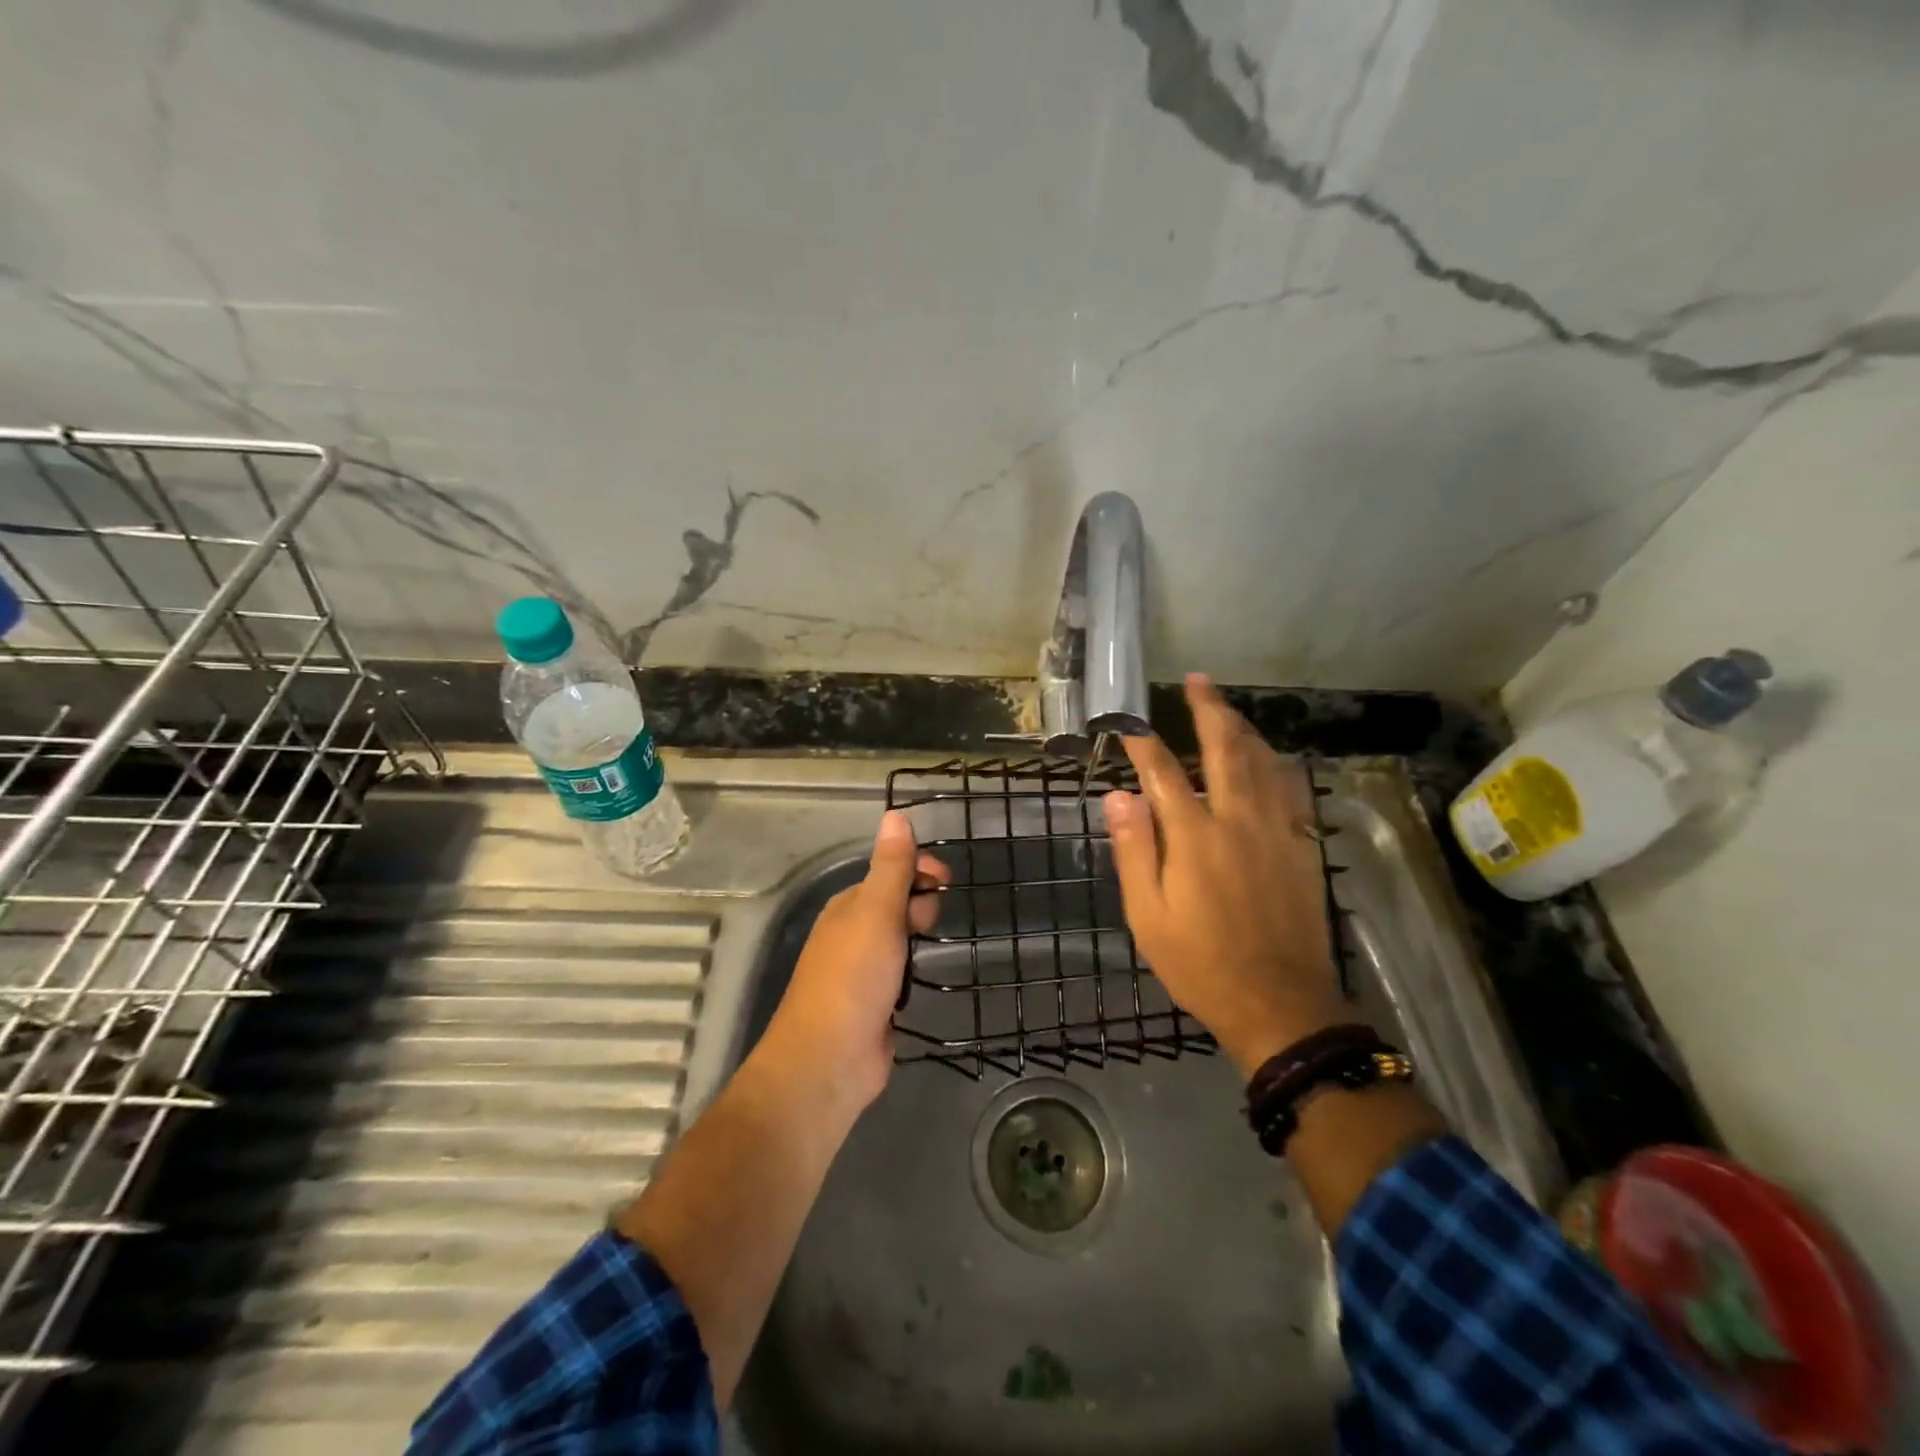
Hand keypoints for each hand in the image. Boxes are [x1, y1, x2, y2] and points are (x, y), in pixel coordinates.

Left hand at [758, 811, 949, 1110]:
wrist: (828, 1061)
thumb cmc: (853, 978)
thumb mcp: (875, 912)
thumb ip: (890, 867)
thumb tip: (895, 813)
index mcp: (848, 906)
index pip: (888, 872)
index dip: (918, 870)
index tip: (947, 880)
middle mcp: (851, 933)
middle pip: (896, 904)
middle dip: (920, 906)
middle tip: (926, 927)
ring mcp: (861, 971)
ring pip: (900, 940)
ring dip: (919, 940)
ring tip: (930, 952)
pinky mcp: (874, 1004)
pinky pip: (901, 974)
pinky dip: (914, 972)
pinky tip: (923, 980)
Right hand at [1104, 674, 1346, 1075]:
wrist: (1278, 1003)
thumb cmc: (1200, 962)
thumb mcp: (1148, 914)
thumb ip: (1134, 850)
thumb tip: (1118, 796)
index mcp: (1193, 837)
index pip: (1162, 773)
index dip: (1142, 744)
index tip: (1128, 724)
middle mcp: (1237, 820)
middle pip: (1224, 749)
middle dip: (1209, 710)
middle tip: (1198, 682)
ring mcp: (1276, 830)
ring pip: (1263, 761)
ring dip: (1243, 728)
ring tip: (1228, 707)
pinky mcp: (1301, 846)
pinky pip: (1291, 789)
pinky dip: (1276, 762)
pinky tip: (1270, 756)